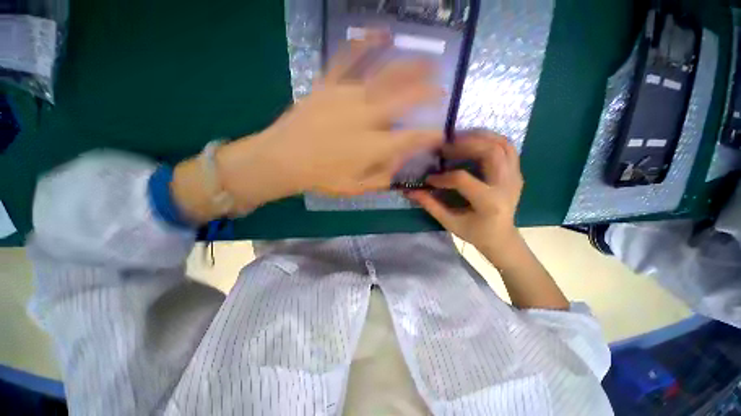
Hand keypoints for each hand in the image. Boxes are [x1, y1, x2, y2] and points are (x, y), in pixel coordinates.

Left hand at [172, 35, 445, 221]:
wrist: (283, 159)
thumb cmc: (321, 177)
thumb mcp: (356, 187)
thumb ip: (383, 176)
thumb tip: (400, 162)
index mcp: (374, 147)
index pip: (412, 139)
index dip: (430, 136)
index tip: (441, 134)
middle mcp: (367, 119)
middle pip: (405, 101)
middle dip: (427, 95)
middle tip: (441, 91)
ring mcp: (347, 98)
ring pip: (385, 77)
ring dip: (410, 69)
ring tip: (428, 62)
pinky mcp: (329, 86)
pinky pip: (349, 59)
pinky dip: (367, 44)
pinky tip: (383, 33)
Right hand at [407, 131, 523, 265]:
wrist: (502, 238)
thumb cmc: (475, 233)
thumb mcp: (450, 222)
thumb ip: (430, 204)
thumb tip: (410, 191)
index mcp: (489, 202)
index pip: (463, 179)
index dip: (442, 177)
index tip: (429, 179)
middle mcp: (506, 186)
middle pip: (490, 152)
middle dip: (465, 144)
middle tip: (445, 146)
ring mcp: (515, 177)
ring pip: (502, 144)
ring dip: (480, 136)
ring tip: (459, 138)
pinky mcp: (516, 173)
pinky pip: (507, 148)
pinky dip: (491, 139)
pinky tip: (474, 142)